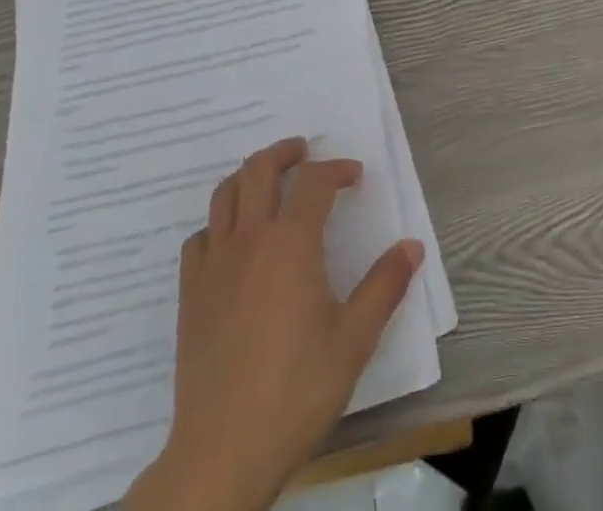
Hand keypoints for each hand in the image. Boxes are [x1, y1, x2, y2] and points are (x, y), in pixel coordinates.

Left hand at [127, 138, 422, 510]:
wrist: (223, 449)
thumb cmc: (297, 389)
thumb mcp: (355, 339)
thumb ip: (385, 285)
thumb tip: (412, 246)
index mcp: (292, 242)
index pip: (315, 181)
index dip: (337, 169)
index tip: (355, 177)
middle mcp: (250, 238)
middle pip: (260, 169)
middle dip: (285, 152)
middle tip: (304, 152)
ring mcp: (214, 263)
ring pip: (225, 193)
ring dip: (249, 176)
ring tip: (268, 182)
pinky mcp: (190, 292)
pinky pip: (200, 236)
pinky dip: (219, 223)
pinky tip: (232, 241)